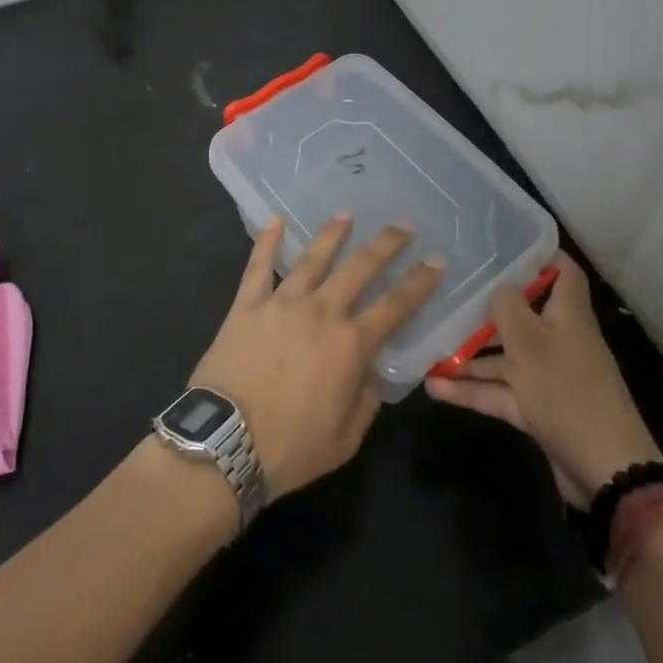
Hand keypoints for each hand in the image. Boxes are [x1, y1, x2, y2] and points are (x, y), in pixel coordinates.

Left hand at [191, 215, 443, 501]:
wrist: (226, 443)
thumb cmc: (291, 449)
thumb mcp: (346, 440)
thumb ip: (366, 399)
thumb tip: (371, 370)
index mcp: (350, 345)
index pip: (396, 305)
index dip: (420, 282)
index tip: (436, 260)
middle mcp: (321, 312)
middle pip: (360, 268)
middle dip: (386, 244)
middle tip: (403, 225)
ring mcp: (282, 302)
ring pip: (313, 257)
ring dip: (333, 233)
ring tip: (347, 213)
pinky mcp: (247, 304)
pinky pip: (258, 265)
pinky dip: (267, 241)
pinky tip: (275, 220)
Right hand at [425, 253, 660, 505]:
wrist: (605, 471)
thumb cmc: (565, 390)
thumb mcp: (528, 340)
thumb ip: (506, 306)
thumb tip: (496, 290)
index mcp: (567, 314)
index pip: (562, 271)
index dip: (539, 255)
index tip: (502, 245)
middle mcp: (559, 339)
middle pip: (523, 313)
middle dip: (487, 308)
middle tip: (449, 294)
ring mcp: (549, 376)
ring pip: (505, 356)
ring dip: (470, 354)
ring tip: (428, 346)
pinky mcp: (539, 409)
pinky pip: (500, 391)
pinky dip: (472, 389)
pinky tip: (435, 387)